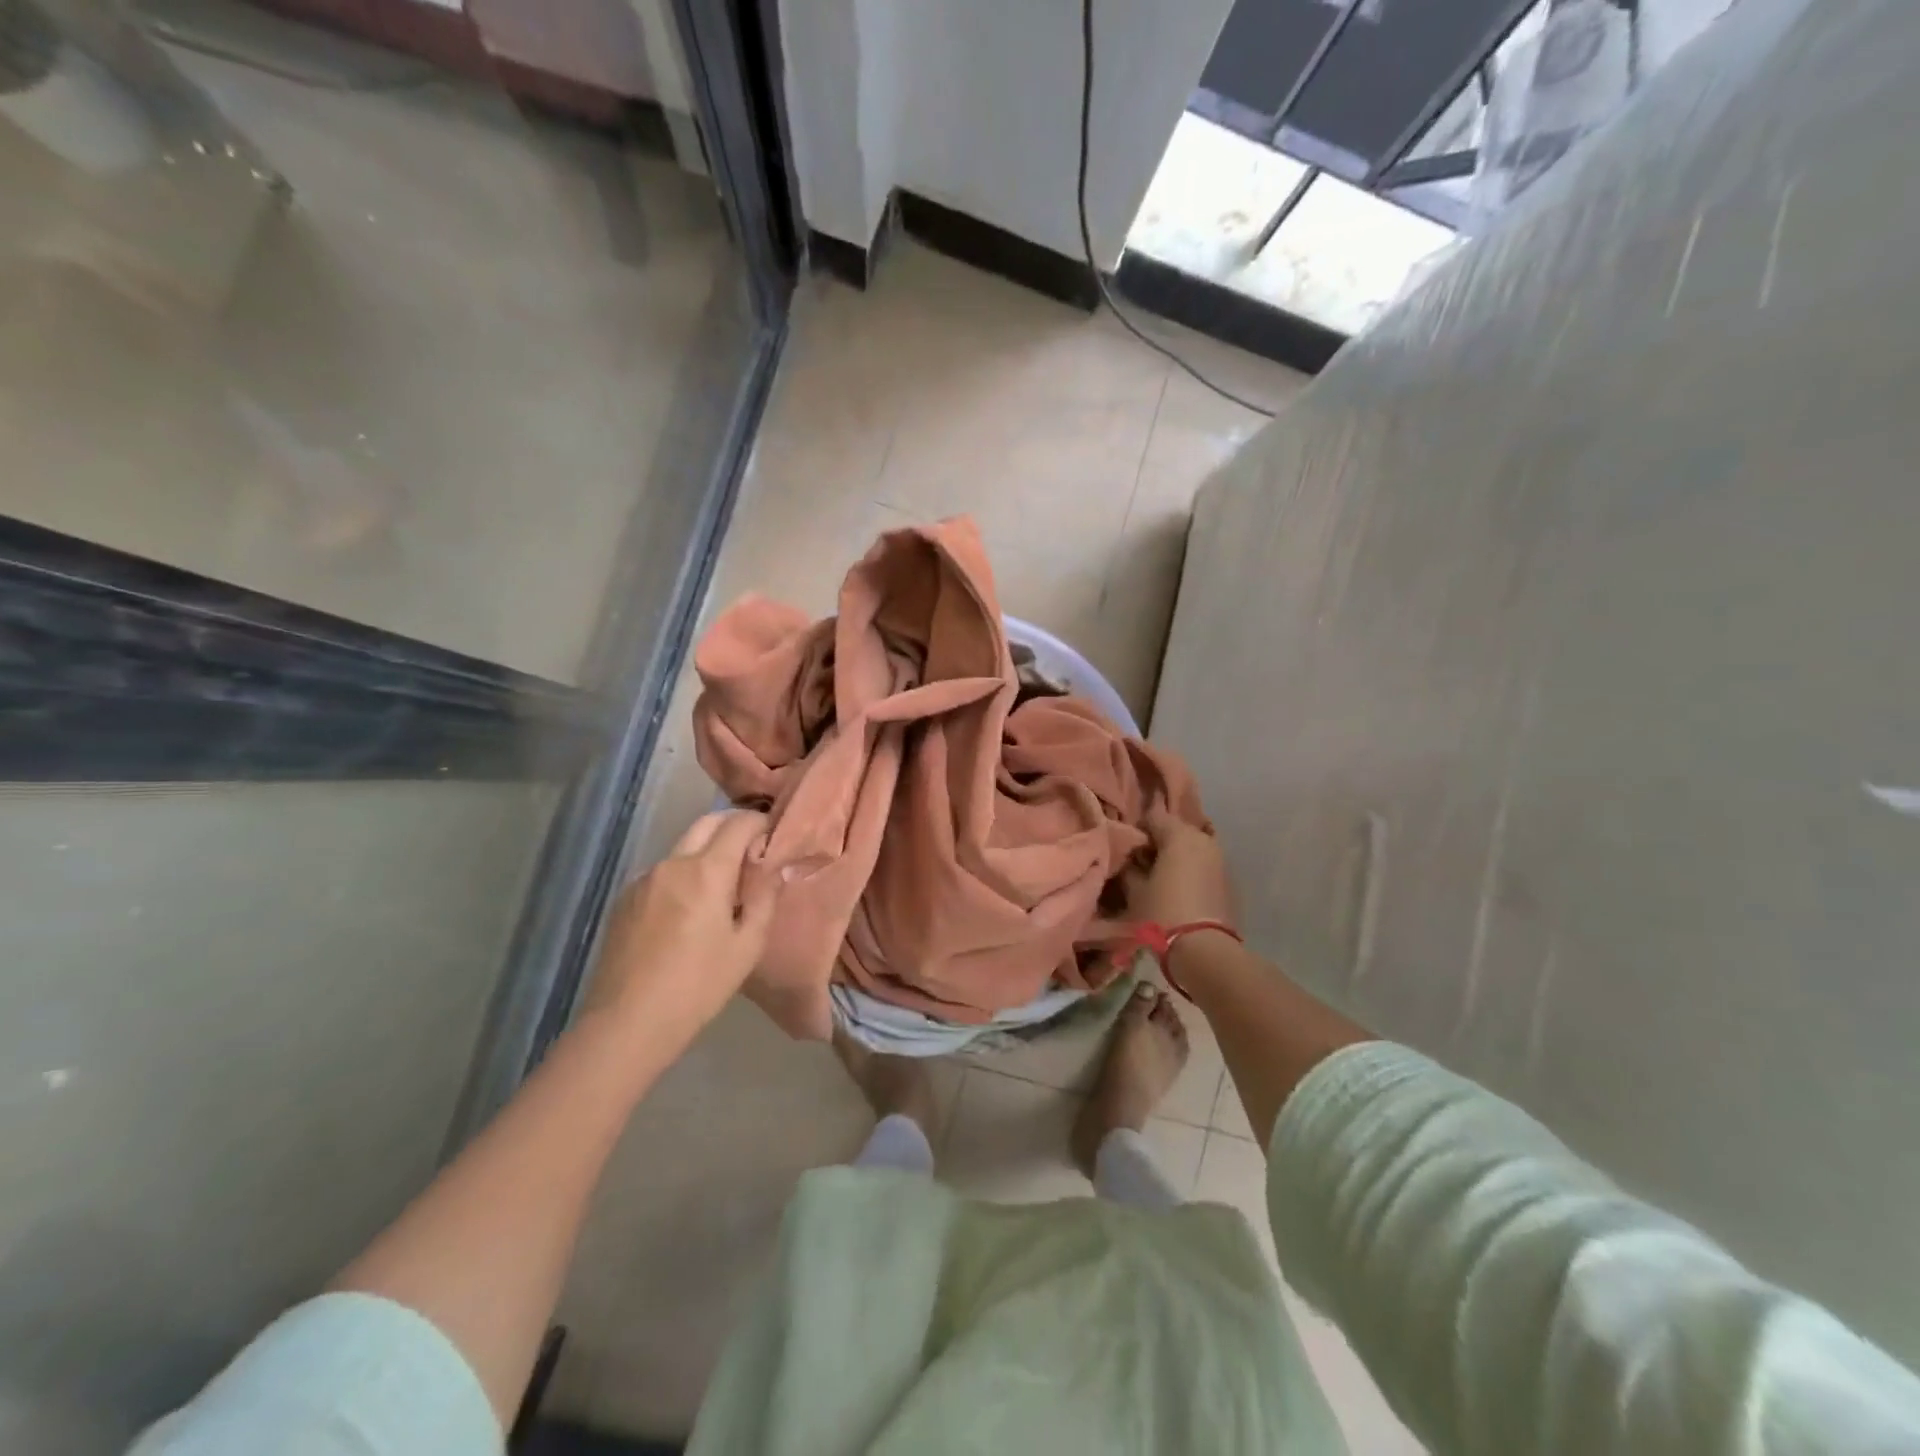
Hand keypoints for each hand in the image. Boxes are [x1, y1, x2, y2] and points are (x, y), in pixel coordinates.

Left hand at [580, 810, 776, 1053]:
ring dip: (706, 853)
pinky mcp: (624, 900)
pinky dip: (682, 876)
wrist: (627, 1023)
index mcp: (706, 871)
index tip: (774, 837)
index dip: (760, 824)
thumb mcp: (747, 946)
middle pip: (706, 823)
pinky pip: (662, 873)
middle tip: (752, 851)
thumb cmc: (699, 986)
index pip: (738, 824)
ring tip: (721, 888)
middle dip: (732, 826)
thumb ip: (764, 898)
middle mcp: (672, 863)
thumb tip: (774, 867)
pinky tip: (686, 912)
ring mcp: (643, 880)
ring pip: (682, 848)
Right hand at [1123, 804, 1238, 929]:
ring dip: (1177, 858)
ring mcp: (1221, 860)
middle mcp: (1203, 840)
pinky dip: (1192, 872)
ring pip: (1192, 849)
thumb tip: (1131, 860)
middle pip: (1176, 830)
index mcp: (1179, 835)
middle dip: (1159, 843)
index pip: (1153, 816)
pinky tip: (1180, 892)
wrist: (1205, 951)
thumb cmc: (1163, 913)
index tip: (1128, 849)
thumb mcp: (1135, 890)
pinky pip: (1204, 866)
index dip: (1138, 830)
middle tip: (1142, 864)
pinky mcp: (1230, 881)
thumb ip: (1130, 867)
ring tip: (1161, 879)